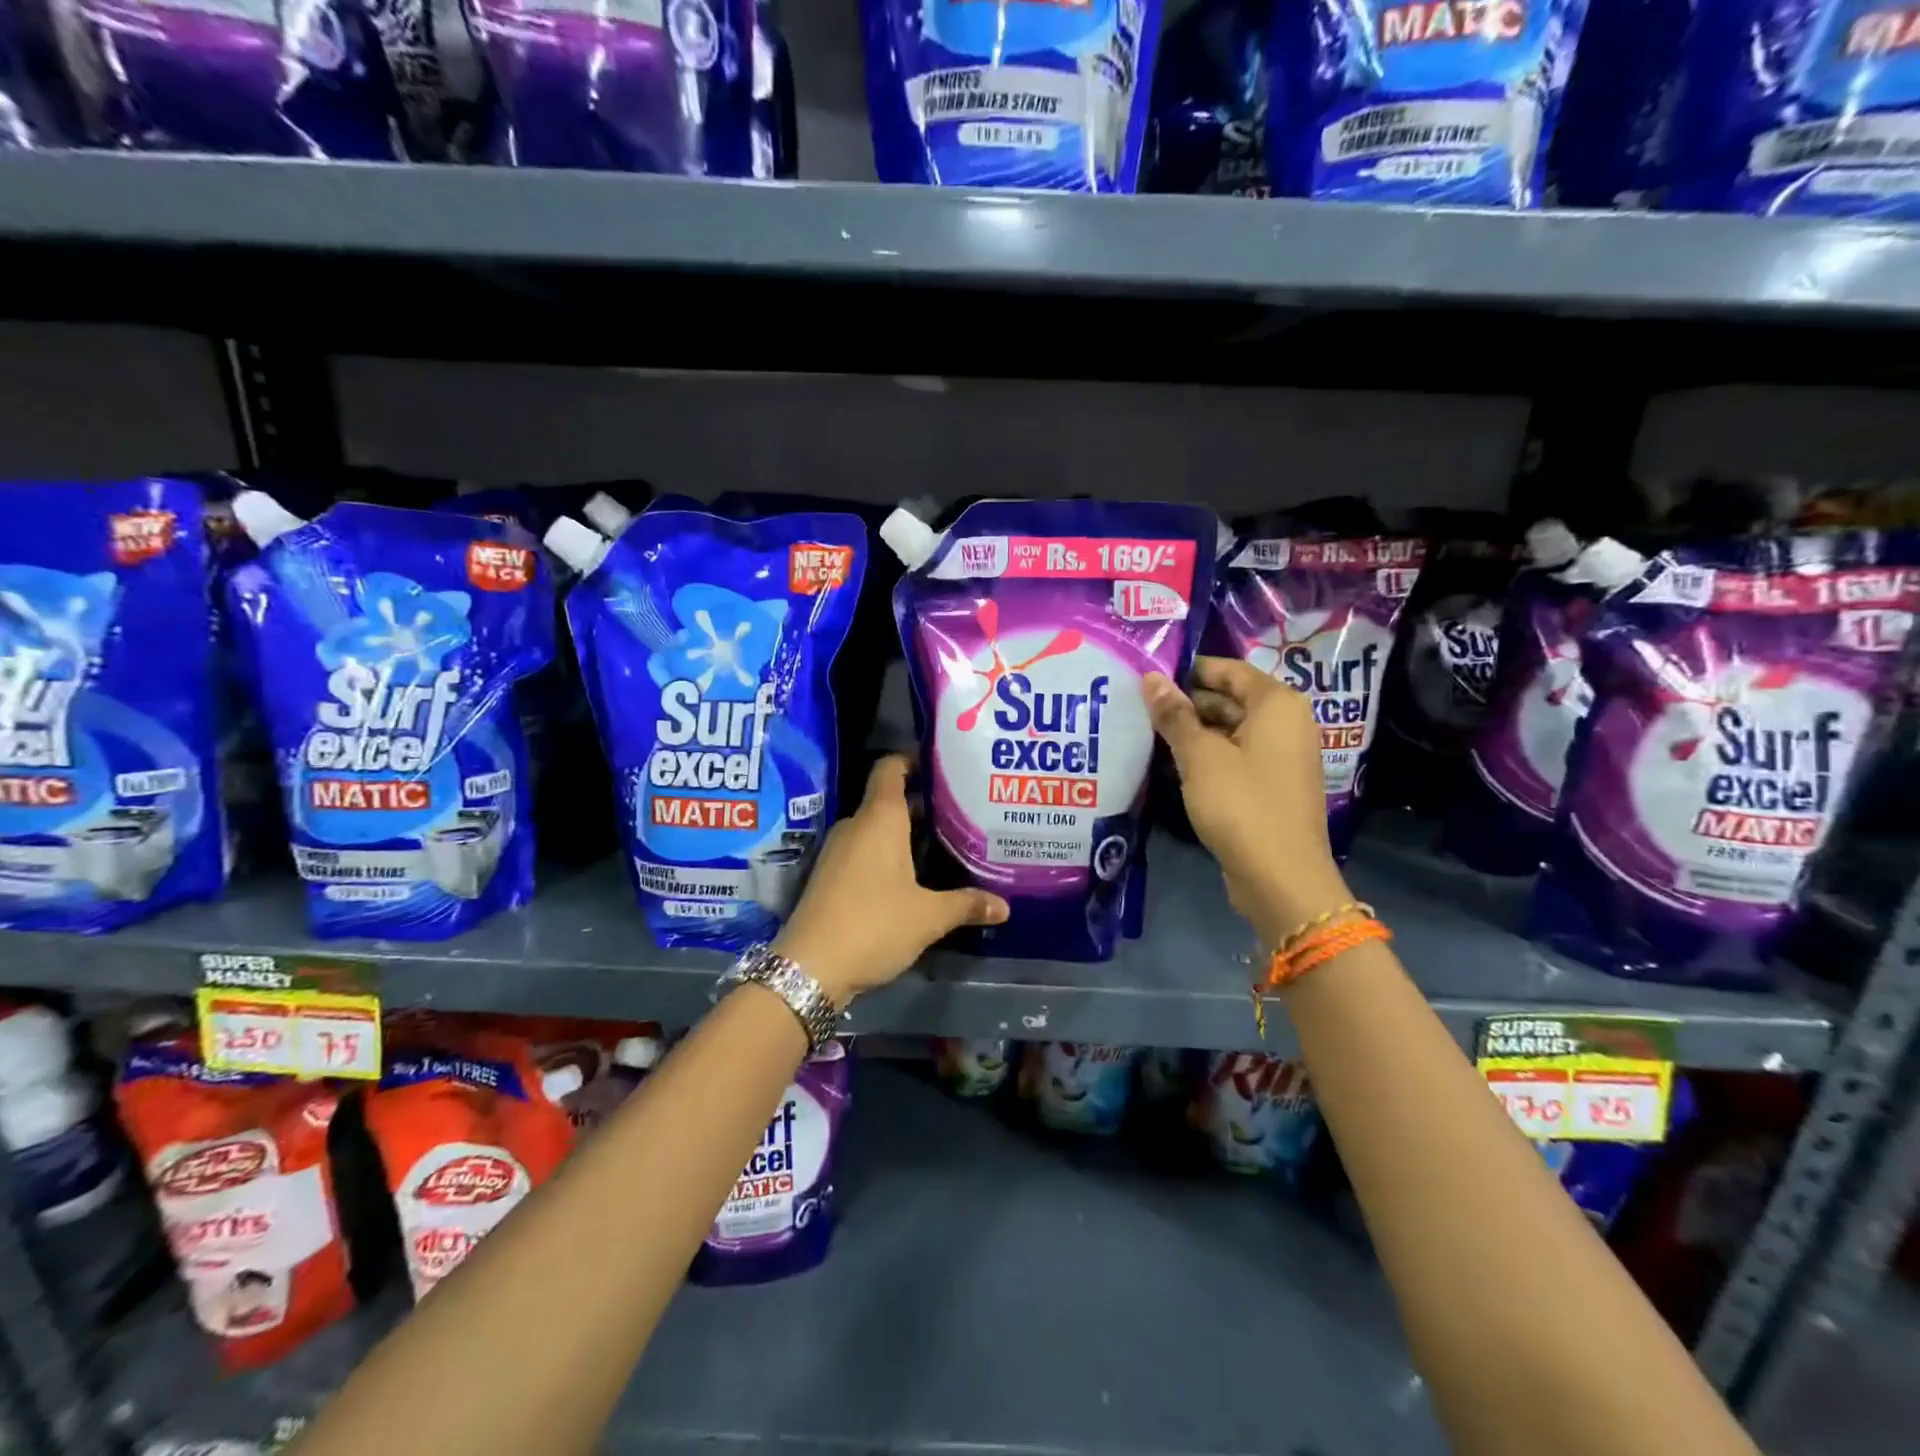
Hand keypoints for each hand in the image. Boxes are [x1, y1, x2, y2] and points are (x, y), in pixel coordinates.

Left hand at [772, 755, 1008, 1004]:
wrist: (809, 967)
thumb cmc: (873, 925)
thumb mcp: (928, 917)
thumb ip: (966, 904)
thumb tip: (1005, 906)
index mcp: (880, 819)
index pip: (891, 767)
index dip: (914, 759)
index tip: (945, 765)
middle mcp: (857, 825)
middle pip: (890, 799)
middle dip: (923, 803)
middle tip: (962, 812)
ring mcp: (839, 850)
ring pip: (877, 827)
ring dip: (907, 832)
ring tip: (945, 842)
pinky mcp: (831, 875)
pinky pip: (865, 849)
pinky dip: (889, 853)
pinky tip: (914, 875)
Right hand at [1144, 656, 1350, 947]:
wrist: (1280, 876)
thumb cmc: (1241, 804)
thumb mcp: (1199, 756)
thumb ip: (1175, 715)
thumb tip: (1151, 678)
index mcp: (1277, 704)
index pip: (1229, 670)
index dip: (1189, 670)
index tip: (1149, 677)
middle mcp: (1287, 723)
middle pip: (1231, 699)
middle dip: (1188, 703)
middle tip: (1141, 707)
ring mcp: (1283, 757)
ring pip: (1231, 730)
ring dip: (1195, 732)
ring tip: (1149, 733)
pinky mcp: (1273, 786)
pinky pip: (1237, 757)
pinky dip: (1209, 756)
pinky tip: (1174, 765)